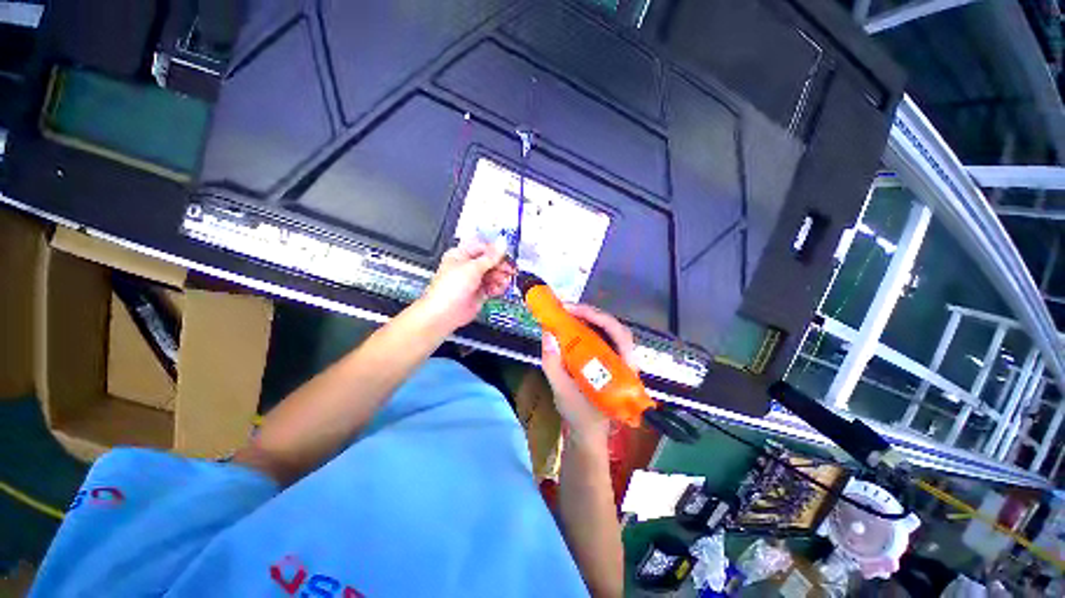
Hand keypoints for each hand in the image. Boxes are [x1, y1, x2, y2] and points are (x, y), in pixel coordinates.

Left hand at [421, 239, 515, 329]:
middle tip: (509, 269)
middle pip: (489, 262)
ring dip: (500, 277)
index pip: (483, 248)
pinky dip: (498, 287)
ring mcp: (473, 280)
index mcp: (461, 255)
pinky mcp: (478, 293)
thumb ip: (490, 257)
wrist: (445, 313)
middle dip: (500, 266)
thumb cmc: (449, 289)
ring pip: (492, 275)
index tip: (507, 255)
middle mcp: (467, 267)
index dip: (496, 251)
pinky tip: (499, 288)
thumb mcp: (473, 268)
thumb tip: (502, 244)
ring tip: (504, 280)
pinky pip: (492, 287)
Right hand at [541, 304, 637, 445]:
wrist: (588, 433)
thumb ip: (553, 364)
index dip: (598, 317)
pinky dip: (585, 327)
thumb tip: (547, 334)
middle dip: (590, 314)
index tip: (572, 310)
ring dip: (587, 318)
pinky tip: (571, 325)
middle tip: (565, 308)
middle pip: (613, 327)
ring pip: (607, 330)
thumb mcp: (562, 391)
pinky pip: (600, 337)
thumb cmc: (580, 416)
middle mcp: (625, 361)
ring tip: (566, 313)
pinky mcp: (608, 359)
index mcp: (623, 370)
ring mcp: (618, 359)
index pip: (618, 334)